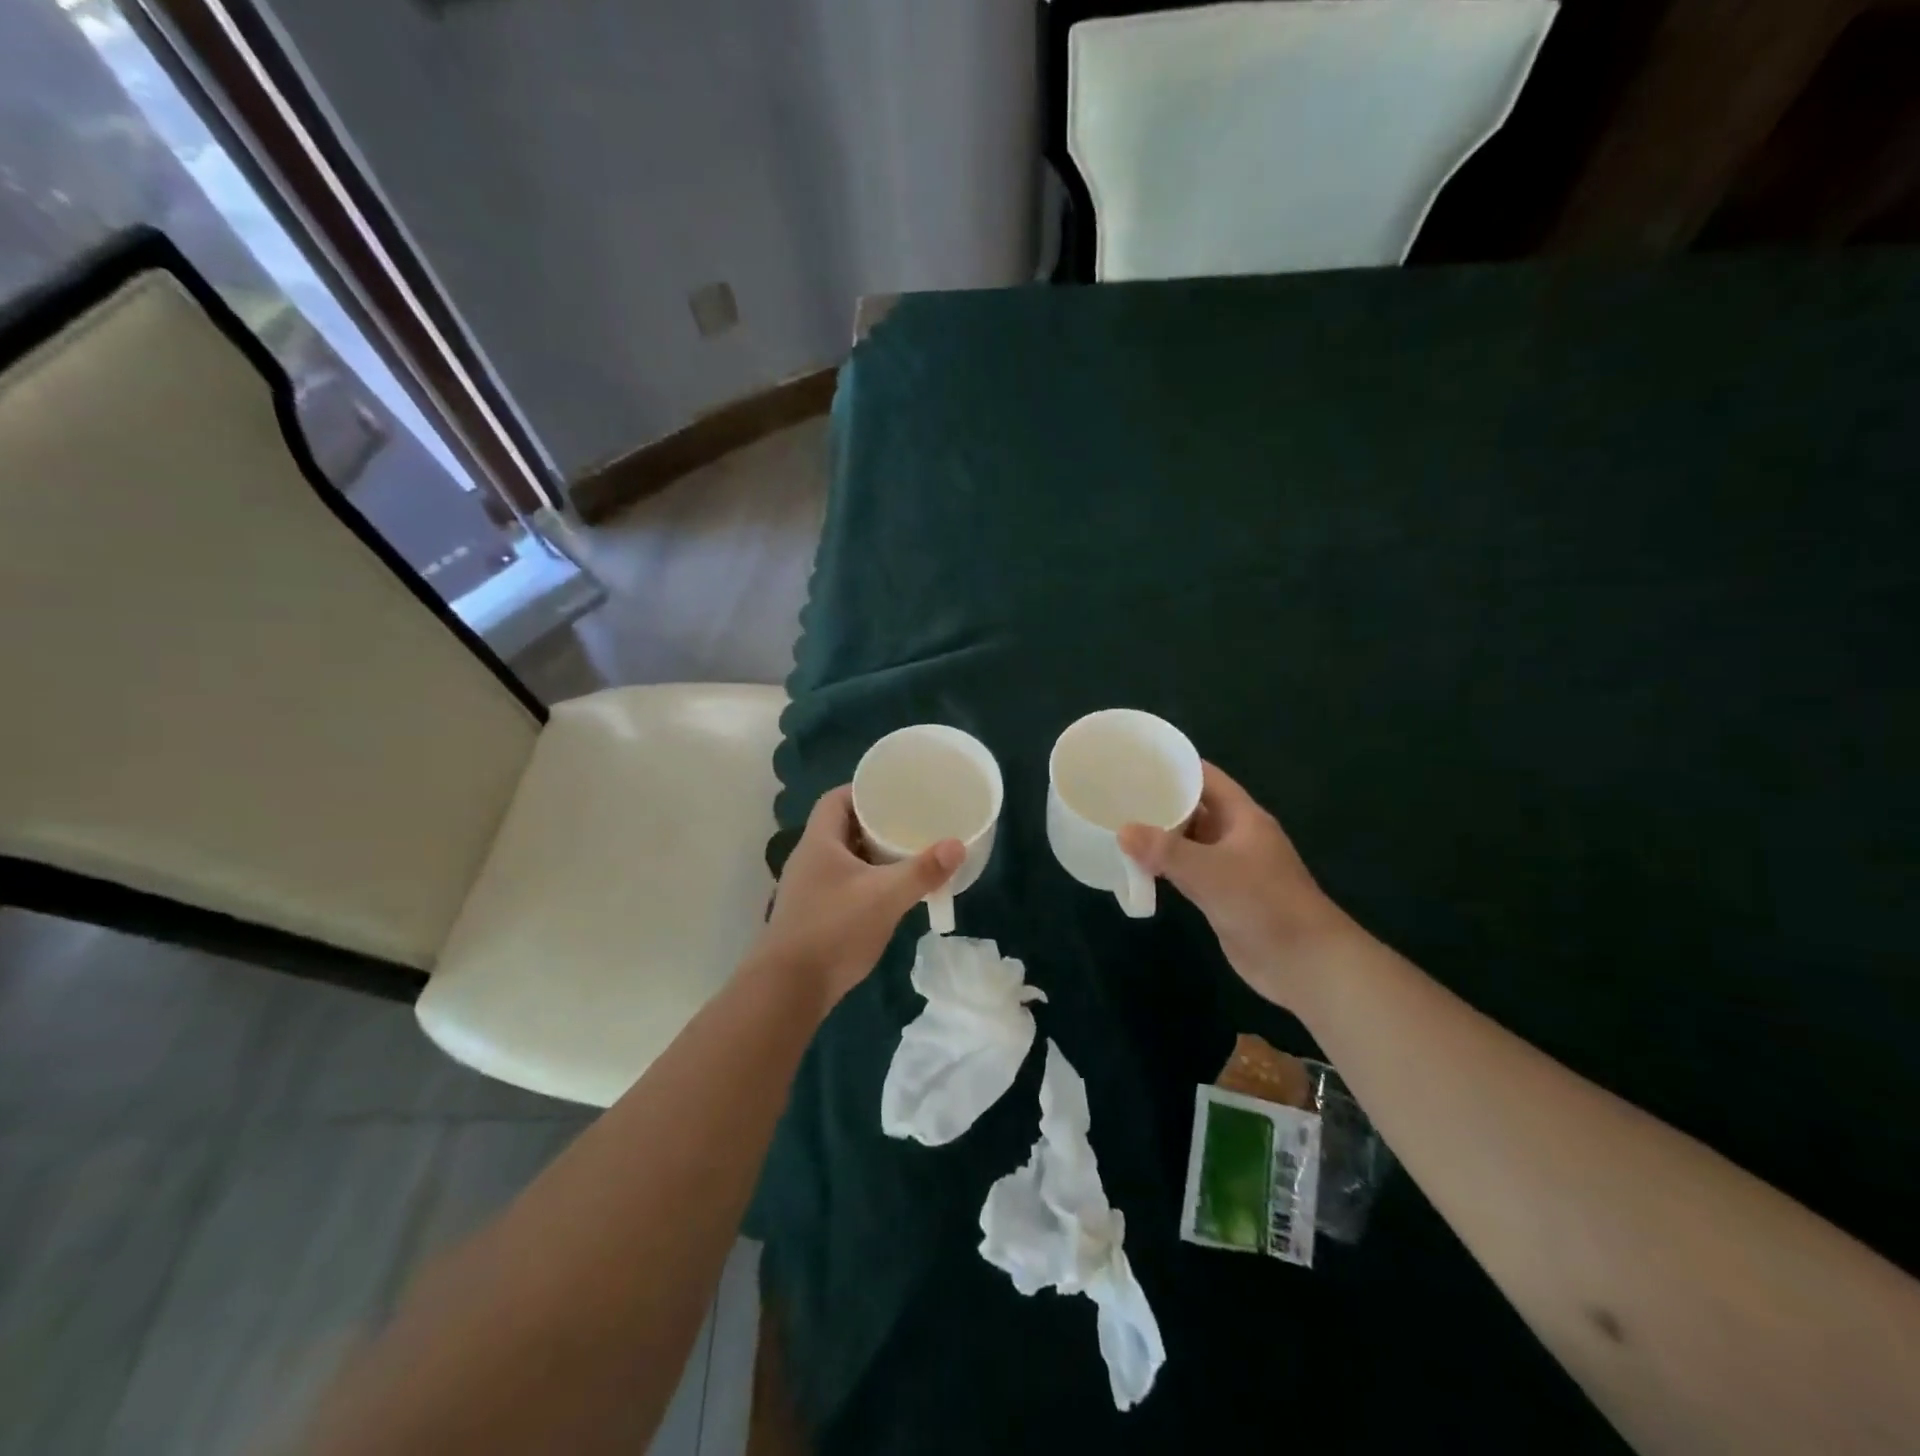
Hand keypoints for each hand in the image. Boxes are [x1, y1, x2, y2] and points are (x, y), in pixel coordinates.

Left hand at [750, 785, 962, 1011]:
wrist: (788, 990)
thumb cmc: (834, 930)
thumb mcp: (885, 897)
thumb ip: (922, 871)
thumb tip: (957, 845)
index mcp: (819, 842)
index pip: (836, 799)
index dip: (863, 790)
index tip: (895, 792)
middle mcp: (809, 859)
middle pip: (842, 827)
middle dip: (875, 823)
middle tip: (910, 822)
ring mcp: (808, 889)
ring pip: (844, 858)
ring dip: (871, 854)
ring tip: (906, 853)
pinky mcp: (813, 914)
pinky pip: (843, 883)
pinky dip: (866, 881)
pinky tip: (889, 893)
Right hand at [1119, 762, 1356, 1008]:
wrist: (1304, 962)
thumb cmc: (1263, 903)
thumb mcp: (1210, 871)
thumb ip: (1165, 850)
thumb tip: (1122, 831)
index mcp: (1243, 816)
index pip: (1206, 777)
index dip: (1175, 766)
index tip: (1137, 760)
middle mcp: (1236, 835)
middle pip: (1194, 808)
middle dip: (1160, 801)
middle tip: (1117, 793)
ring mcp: (1230, 867)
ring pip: (1189, 841)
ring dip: (1160, 836)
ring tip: (1119, 824)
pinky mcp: (1223, 896)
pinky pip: (1188, 871)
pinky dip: (1165, 867)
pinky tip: (1138, 866)